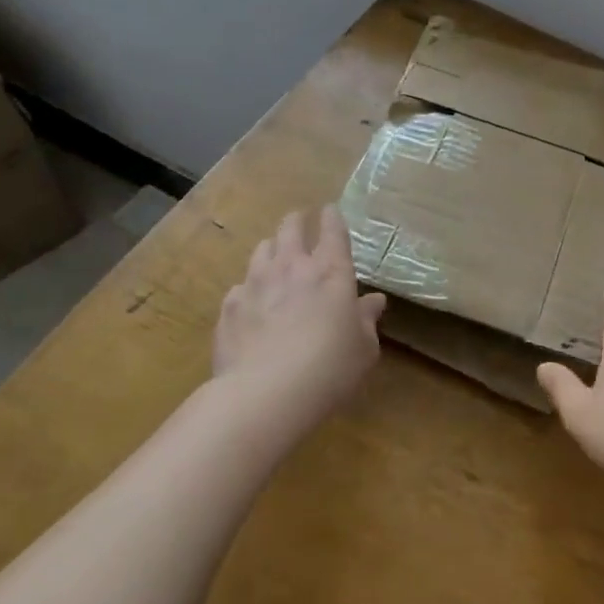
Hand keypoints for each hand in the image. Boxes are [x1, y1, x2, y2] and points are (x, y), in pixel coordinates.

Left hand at [213, 207, 387, 426]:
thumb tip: (374, 301)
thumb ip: (366, 320)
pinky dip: (248, 288)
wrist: (266, 393)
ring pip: (262, 250)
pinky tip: (251, 303)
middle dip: (297, 221)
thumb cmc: (330, 368)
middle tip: (300, 222)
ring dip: (271, 248)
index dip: (332, 217)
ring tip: (274, 256)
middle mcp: (292, 267)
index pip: (332, 230)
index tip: (330, 210)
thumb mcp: (363, 348)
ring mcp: (256, 283)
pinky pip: (239, 286)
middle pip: (291, 228)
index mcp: (331, 272)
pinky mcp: (229, 306)